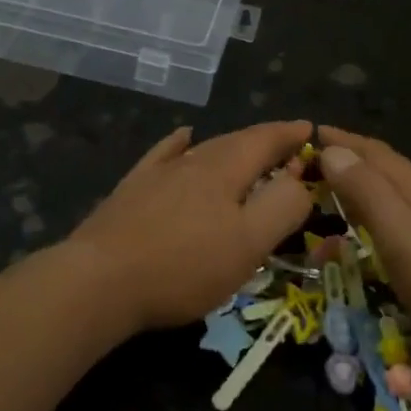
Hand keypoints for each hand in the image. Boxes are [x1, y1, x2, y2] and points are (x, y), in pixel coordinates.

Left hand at [69, 121, 314, 333]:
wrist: (100, 281)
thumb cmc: (184, 266)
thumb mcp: (249, 243)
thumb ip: (282, 207)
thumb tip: (299, 180)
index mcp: (225, 169)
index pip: (265, 139)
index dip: (290, 134)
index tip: (309, 129)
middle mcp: (192, 160)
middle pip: (236, 141)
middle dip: (265, 141)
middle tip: (286, 147)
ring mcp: (158, 173)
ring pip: (203, 149)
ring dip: (231, 147)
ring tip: (247, 151)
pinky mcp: (132, 189)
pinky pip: (164, 155)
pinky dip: (180, 143)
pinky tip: (183, 138)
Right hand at [318, 126, 410, 377]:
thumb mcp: (401, 237)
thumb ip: (367, 192)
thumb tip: (332, 150)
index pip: (373, 152)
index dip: (341, 140)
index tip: (307, 133)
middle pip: (387, 166)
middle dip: (350, 157)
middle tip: (313, 162)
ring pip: (399, 190)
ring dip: (365, 183)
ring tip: (337, 190)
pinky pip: (408, 216)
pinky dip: (382, 212)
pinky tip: (380, 230)